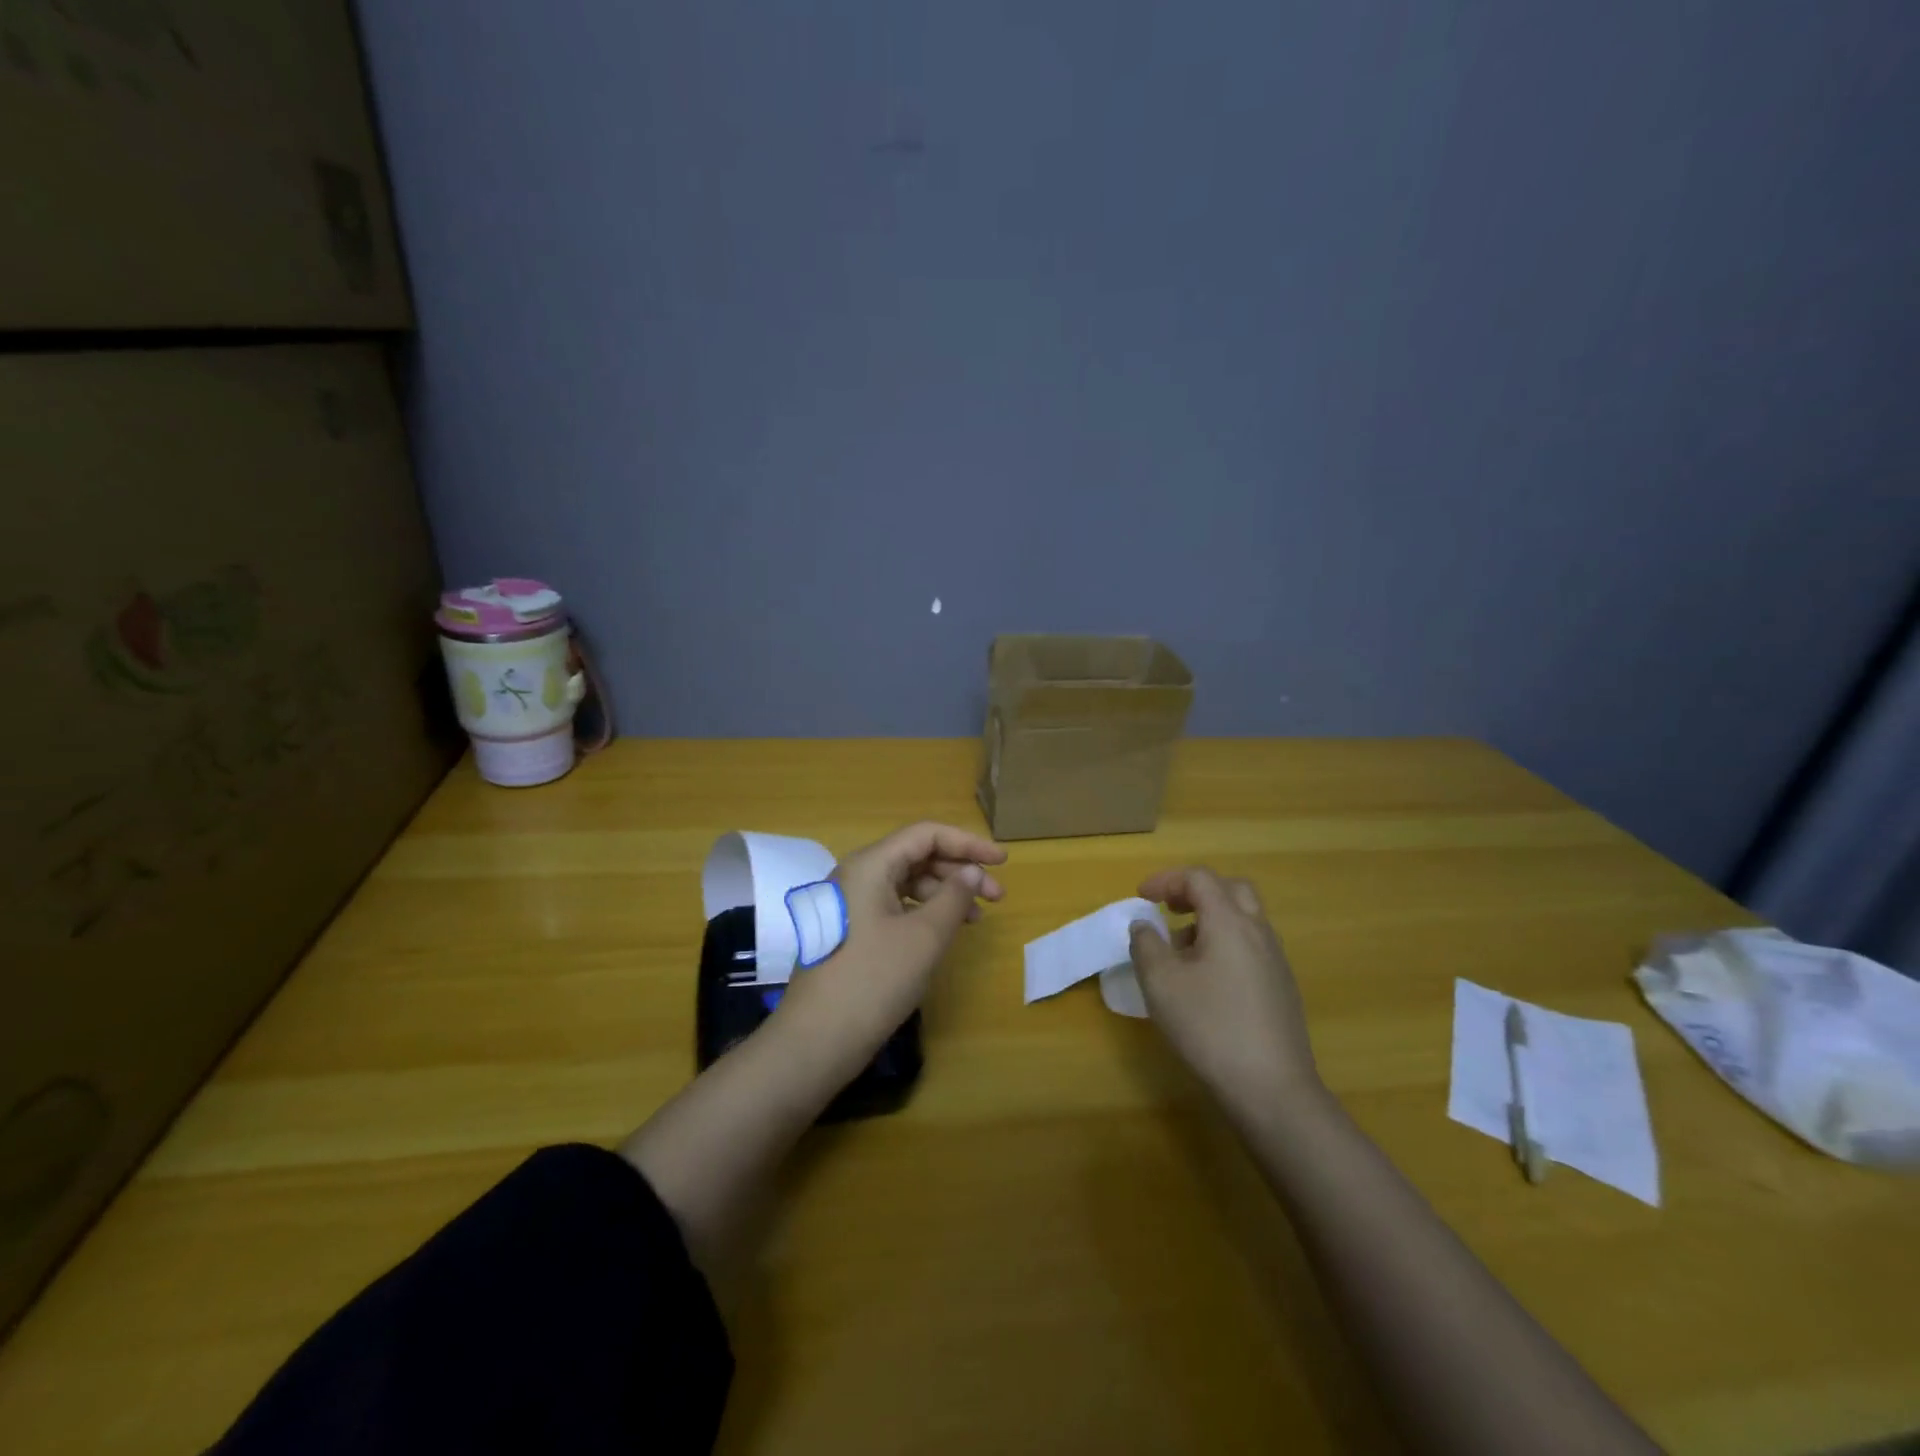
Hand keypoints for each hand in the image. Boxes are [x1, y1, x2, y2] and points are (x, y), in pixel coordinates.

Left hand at [774, 822, 1005, 1061]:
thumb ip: (954, 897)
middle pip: (916, 856)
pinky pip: (895, 906)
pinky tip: (945, 932)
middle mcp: (857, 876)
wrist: (817, 1040)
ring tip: (976, 918)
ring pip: (907, 882)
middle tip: (997, 896)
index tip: (1003, 862)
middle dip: (959, 870)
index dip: (968, 843)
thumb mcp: (924, 937)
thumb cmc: (874, 980)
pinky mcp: (852, 930)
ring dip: (945, 893)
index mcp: (870, 865)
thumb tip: (973, 872)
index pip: (926, 835)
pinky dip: (925, 912)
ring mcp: (852, 904)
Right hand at [1129, 867, 1324, 1117]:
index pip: (1200, 878)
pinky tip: (1207, 982)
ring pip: (1244, 919)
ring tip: (1181, 951)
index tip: (1141, 897)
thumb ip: (1146, 945)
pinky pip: (1251, 946)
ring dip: (1211, 920)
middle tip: (1170, 910)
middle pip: (1231, 889)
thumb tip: (1145, 925)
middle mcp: (1258, 932)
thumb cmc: (1210, 1027)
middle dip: (1196, 891)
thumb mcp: (1161, 983)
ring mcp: (1275, 961)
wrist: (1273, 1090)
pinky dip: (1225, 944)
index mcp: (1230, 922)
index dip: (1167, 880)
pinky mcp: (1282, 988)